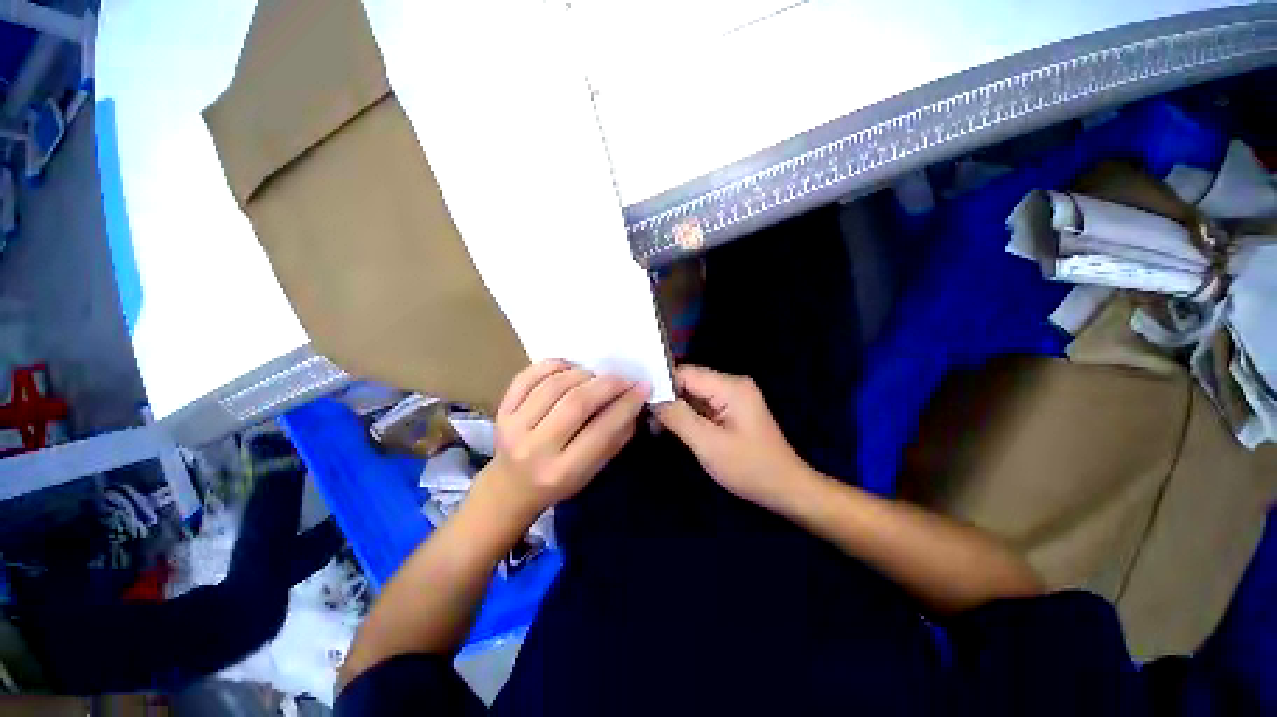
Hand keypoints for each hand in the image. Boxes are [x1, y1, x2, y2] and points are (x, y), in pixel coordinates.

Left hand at [479, 360, 649, 518]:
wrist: (510, 488)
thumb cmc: (558, 482)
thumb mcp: (592, 470)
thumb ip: (615, 437)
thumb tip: (634, 400)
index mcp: (563, 471)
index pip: (602, 430)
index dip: (627, 404)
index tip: (642, 387)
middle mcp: (535, 449)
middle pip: (576, 403)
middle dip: (607, 384)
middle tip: (622, 378)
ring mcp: (513, 427)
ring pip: (554, 385)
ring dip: (582, 374)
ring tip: (595, 376)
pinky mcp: (501, 410)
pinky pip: (527, 376)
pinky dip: (552, 366)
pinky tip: (568, 368)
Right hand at [655, 365, 810, 509]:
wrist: (786, 489)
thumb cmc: (749, 468)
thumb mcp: (708, 444)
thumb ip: (678, 417)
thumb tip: (653, 398)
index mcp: (730, 387)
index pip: (685, 373)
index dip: (662, 385)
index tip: (642, 403)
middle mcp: (732, 384)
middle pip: (689, 382)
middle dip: (667, 398)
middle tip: (646, 418)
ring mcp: (733, 397)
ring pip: (694, 394)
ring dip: (676, 408)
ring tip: (655, 426)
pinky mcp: (731, 409)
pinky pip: (702, 405)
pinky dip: (687, 415)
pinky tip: (673, 428)